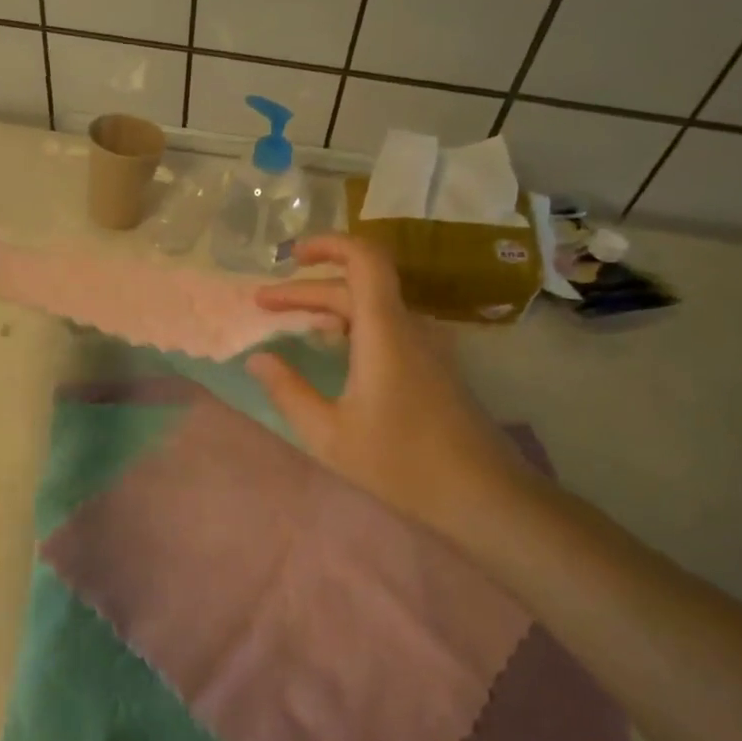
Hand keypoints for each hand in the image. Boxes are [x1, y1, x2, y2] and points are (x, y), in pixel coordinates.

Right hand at [249, 235, 545, 550]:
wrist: (484, 496)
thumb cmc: (400, 464)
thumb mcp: (328, 434)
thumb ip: (288, 391)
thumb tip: (257, 359)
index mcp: (384, 331)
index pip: (364, 259)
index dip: (328, 245)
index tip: (290, 255)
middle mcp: (409, 327)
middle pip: (357, 285)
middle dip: (307, 290)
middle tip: (263, 305)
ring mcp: (428, 346)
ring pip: (373, 307)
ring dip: (330, 308)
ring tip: (291, 325)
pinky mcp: (435, 367)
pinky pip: (388, 328)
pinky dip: (353, 326)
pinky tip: (333, 351)